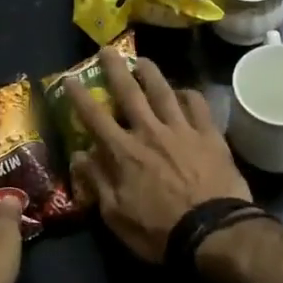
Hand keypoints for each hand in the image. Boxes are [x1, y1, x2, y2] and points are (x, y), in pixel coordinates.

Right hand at [68, 54, 250, 262]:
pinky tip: (183, 91)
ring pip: (163, 92)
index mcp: (124, 152)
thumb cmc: (159, 231)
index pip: (95, 117)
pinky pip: (198, 105)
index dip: (79, 96)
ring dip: (150, 73)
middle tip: (107, 49)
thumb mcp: (116, 216)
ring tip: (142, 60)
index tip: (69, 78)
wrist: (213, 233)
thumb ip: (97, 181)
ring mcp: (182, 130)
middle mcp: (150, 132)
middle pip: (129, 93)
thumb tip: (80, 155)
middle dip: (115, 69)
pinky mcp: (209, 135)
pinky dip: (188, 94)